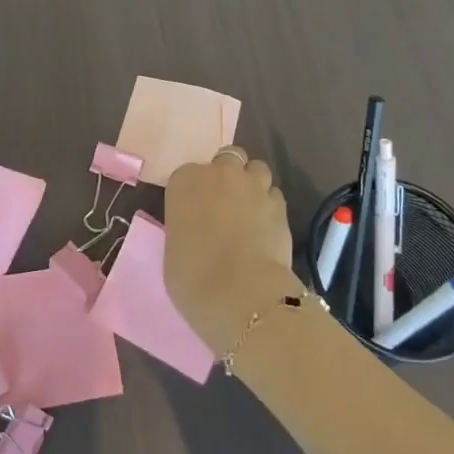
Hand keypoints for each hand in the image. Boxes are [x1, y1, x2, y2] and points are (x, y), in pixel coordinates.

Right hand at [163, 148, 301, 355]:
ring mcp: (253, 186)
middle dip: (227, 175)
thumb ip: (185, 228)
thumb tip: (198, 232)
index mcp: (185, 181)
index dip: (193, 193)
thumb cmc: (193, 276)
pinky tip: (266, 227)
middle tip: (224, 204)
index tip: (194, 213)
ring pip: (256, 169)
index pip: (187, 174)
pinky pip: (274, 194)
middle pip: (227, 159)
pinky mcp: (280, 205)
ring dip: (252, 183)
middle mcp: (220, 174)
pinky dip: (270, 205)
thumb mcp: (173, 249)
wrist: (241, 294)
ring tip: (249, 210)